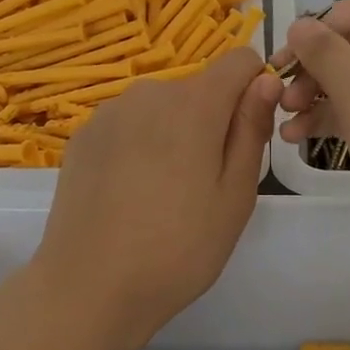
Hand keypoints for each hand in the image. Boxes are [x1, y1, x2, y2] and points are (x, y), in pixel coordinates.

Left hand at [0, 47, 278, 349]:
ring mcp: (109, 112)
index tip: (248, 135)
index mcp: (193, 104)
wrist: (87, 289)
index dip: (254, 89)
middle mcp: (149, 92)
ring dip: (174, 132)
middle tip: (206, 183)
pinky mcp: (83, 135)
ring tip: (165, 193)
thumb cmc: (178, 249)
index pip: (240, 60)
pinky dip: (140, 144)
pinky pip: (129, 124)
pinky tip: (130, 193)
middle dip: (213, 119)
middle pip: (199, 87)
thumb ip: (251, 129)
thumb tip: (266, 80)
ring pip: (162, 107)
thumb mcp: (235, 196)